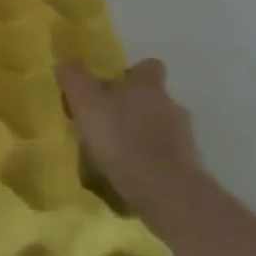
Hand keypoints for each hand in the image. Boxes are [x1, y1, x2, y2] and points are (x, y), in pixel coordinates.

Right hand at [58, 59, 203, 227]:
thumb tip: (66, 63)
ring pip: (161, 128)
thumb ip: (75, 79)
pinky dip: (152, 162)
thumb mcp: (87, 104)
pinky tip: (133, 176)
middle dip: (134, 108)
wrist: (167, 193)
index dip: (132, 73)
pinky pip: (167, 158)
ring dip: (143, 136)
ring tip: (118, 154)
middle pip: (153, 99)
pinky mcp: (189, 168)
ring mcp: (185, 139)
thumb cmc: (123, 140)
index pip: (148, 67)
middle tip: (107, 123)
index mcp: (149, 86)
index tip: (113, 86)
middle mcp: (171, 106)